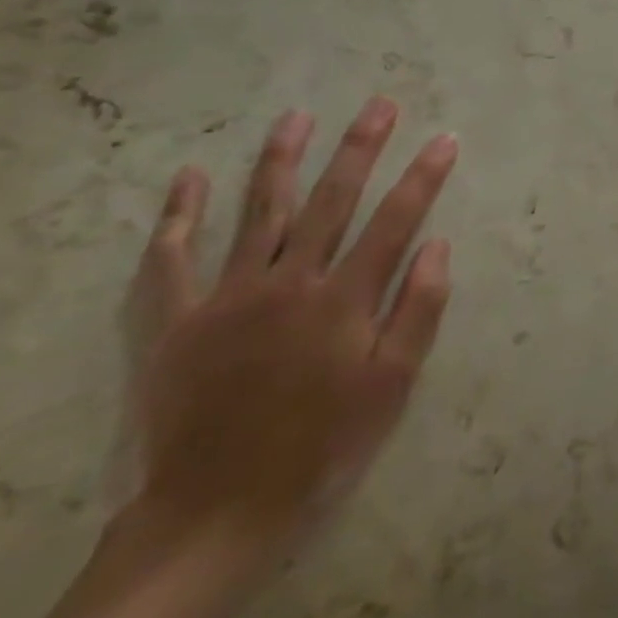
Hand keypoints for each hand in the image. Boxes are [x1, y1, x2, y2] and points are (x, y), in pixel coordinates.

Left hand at [120, 98, 459, 552]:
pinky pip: (173, 259)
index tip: (444, 139)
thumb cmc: (321, 448)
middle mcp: (289, 282)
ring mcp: (228, 296)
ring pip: (259, 212)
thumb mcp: (391, 387)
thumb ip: (418, 311)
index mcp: (343, 300)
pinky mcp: (176, 321)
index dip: (423, 177)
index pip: (395, 221)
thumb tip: (438, 246)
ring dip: (281, 160)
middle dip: (360, 147)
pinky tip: (187, 179)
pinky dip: (179, 217)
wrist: (217, 512)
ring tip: (296, 118)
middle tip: (379, 105)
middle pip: (331, 200)